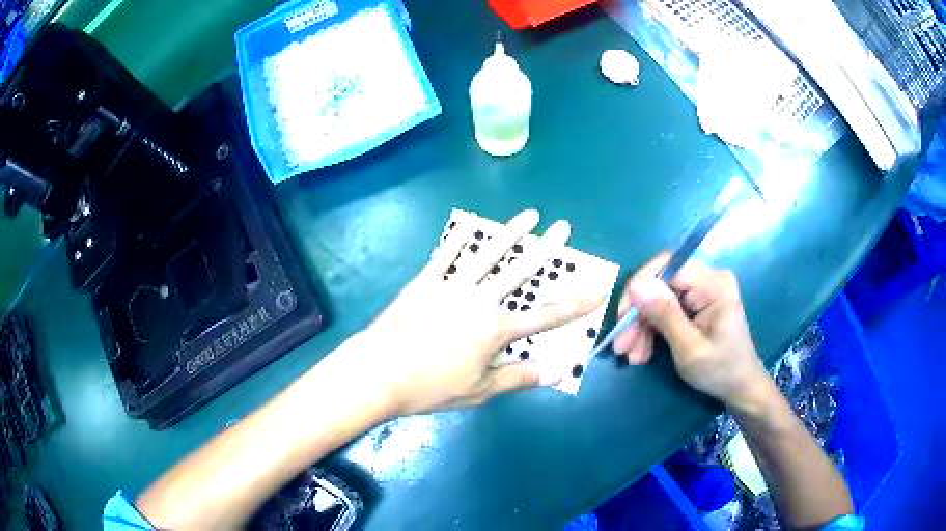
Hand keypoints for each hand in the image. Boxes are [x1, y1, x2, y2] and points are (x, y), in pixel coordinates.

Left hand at [337, 210, 604, 416]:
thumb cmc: (431, 386)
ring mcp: (452, 286)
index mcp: (496, 329)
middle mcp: (480, 301)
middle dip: (546, 249)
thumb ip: (519, 377)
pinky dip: (459, 240)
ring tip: (528, 215)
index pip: (547, 316)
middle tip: (564, 226)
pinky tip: (469, 226)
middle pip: (520, 272)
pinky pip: (447, 255)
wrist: (380, 371)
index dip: (575, 303)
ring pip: (488, 255)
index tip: (597, 286)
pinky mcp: (426, 281)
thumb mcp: (480, 389)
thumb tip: (557, 370)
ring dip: (510, 233)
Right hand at [613, 254, 770, 413]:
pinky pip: (666, 310)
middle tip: (622, 346)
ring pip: (659, 299)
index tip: (622, 318)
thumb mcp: (689, 348)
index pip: (668, 267)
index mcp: (714, 284)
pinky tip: (642, 353)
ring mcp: (702, 292)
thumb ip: (664, 315)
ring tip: (632, 356)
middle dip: (639, 316)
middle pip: (661, 285)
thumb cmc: (720, 370)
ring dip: (641, 327)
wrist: (740, 388)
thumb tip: (636, 284)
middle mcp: (708, 280)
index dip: (640, 287)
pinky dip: (652, 331)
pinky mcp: (696, 305)